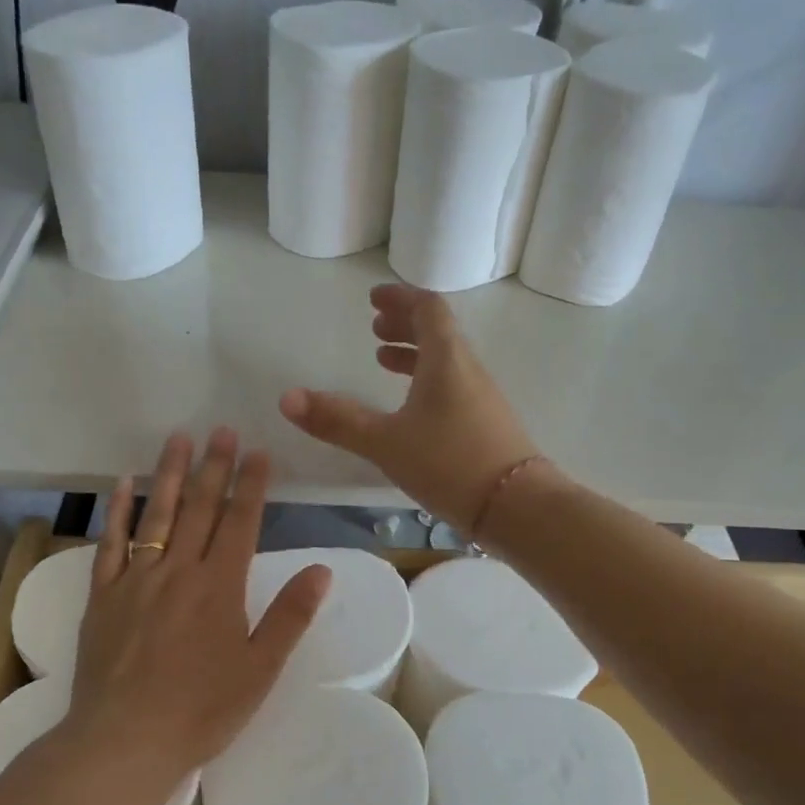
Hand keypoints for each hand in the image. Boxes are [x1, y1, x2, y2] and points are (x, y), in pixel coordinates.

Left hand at [66, 428, 330, 778]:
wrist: (125, 740)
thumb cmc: (202, 710)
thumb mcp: (260, 669)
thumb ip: (290, 616)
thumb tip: (322, 570)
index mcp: (220, 587)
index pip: (240, 523)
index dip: (251, 485)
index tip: (258, 452)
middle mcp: (178, 571)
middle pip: (200, 508)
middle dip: (214, 467)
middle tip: (222, 430)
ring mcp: (135, 580)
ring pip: (157, 515)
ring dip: (170, 474)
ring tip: (179, 438)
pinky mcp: (103, 596)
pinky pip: (111, 543)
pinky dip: (118, 511)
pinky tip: (123, 484)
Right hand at [279, 283, 538, 531]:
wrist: (517, 506)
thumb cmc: (450, 463)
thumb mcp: (386, 442)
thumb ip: (338, 421)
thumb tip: (286, 398)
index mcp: (446, 360)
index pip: (428, 309)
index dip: (400, 299)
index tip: (374, 299)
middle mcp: (468, 370)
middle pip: (439, 332)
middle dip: (405, 324)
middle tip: (375, 326)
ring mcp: (482, 398)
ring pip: (446, 361)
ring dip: (415, 354)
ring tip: (383, 361)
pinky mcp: (487, 424)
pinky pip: (453, 386)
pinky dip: (427, 382)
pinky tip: (412, 409)